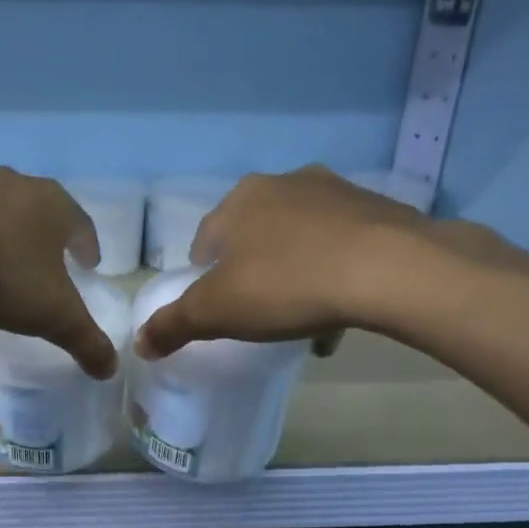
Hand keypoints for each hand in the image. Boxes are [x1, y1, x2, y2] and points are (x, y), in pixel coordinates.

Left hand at [0, 167, 119, 379]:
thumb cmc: (3, 274)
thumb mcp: (54, 316)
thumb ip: (86, 341)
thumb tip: (111, 369)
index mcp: (53, 204)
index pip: (81, 224)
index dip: (87, 247)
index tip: (88, 265)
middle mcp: (15, 184)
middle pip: (38, 214)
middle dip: (44, 242)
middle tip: (47, 267)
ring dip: (1, 244)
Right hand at [133, 166, 493, 359]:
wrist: (389, 269)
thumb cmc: (286, 284)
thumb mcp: (216, 313)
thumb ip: (174, 325)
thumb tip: (139, 343)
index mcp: (241, 200)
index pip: (207, 237)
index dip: (205, 274)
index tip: (217, 305)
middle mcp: (286, 184)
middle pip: (256, 234)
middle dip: (253, 270)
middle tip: (259, 309)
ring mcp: (338, 192)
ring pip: (303, 239)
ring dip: (297, 271)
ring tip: (305, 315)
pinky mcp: (380, 210)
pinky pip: (345, 246)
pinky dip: (337, 273)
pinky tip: (343, 310)